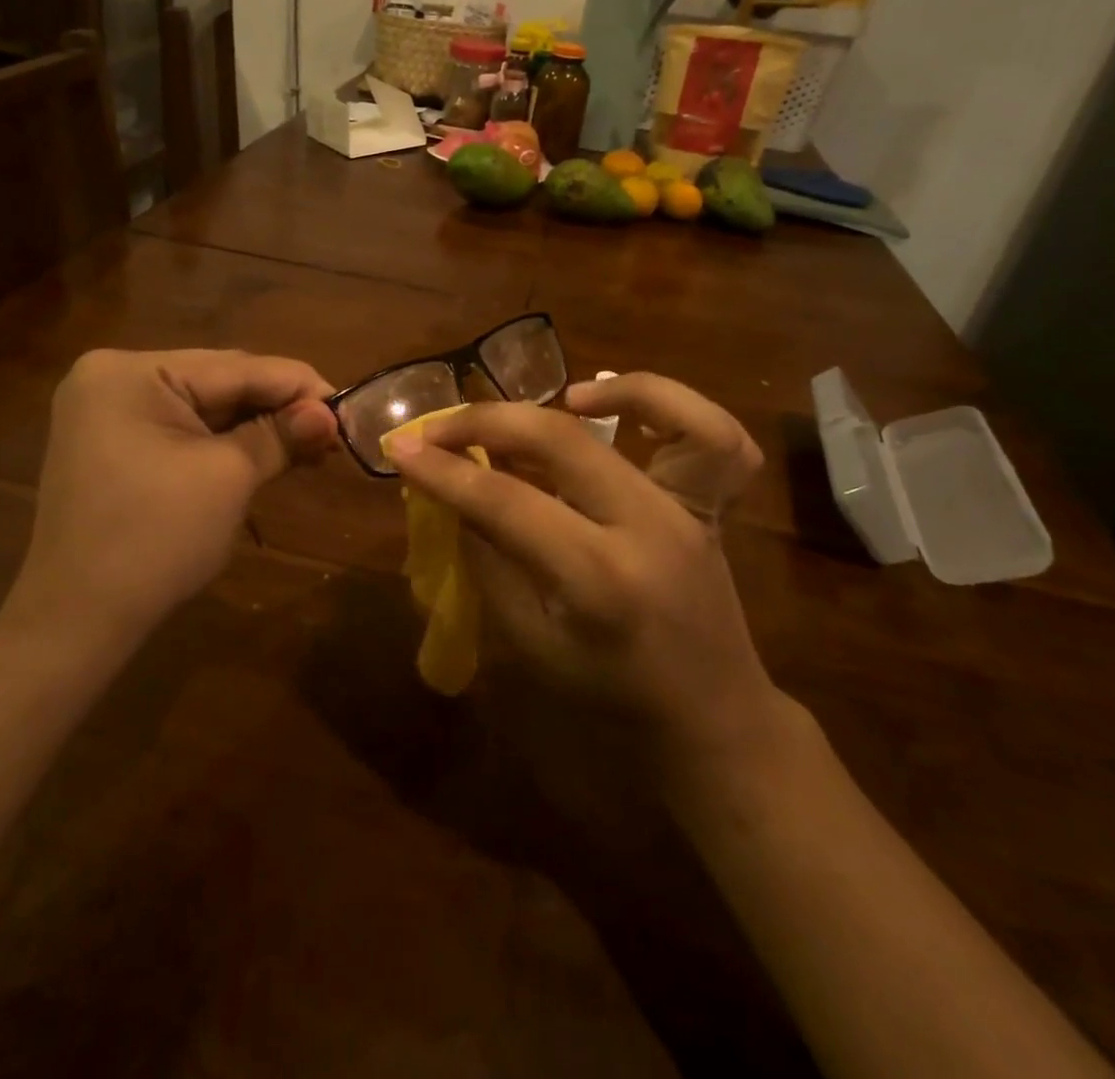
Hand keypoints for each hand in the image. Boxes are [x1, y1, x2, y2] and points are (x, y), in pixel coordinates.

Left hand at [3, 349, 336, 649]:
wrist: (78, 622)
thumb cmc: (156, 540)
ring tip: (312, 447)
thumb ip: (281, 435)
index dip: (298, 385)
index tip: (349, 406)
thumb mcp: (229, 478)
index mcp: (131, 372)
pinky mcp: (114, 445)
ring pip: (204, 408)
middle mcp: (113, 378)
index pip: (236, 367)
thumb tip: (330, 415)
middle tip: (334, 433)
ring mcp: (108, 413)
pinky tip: (267, 454)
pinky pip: (183, 431)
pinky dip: (226, 444)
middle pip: (219, 383)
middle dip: (279, 408)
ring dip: (257, 428)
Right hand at [386, 382, 780, 772]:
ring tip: (545, 400)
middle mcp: (650, 529)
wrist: (714, 720)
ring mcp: (691, 510)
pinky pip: (712, 435)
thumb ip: (489, 559)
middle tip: (440, 427)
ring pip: (660, 412)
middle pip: (561, 441)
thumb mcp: (531, 642)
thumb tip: (452, 492)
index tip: (400, 448)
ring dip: (587, 393)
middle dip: (486, 422)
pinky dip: (660, 402)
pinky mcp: (710, 503)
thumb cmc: (610, 699)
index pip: (506, 504)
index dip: (444, 472)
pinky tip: (609, 406)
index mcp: (599, 582)